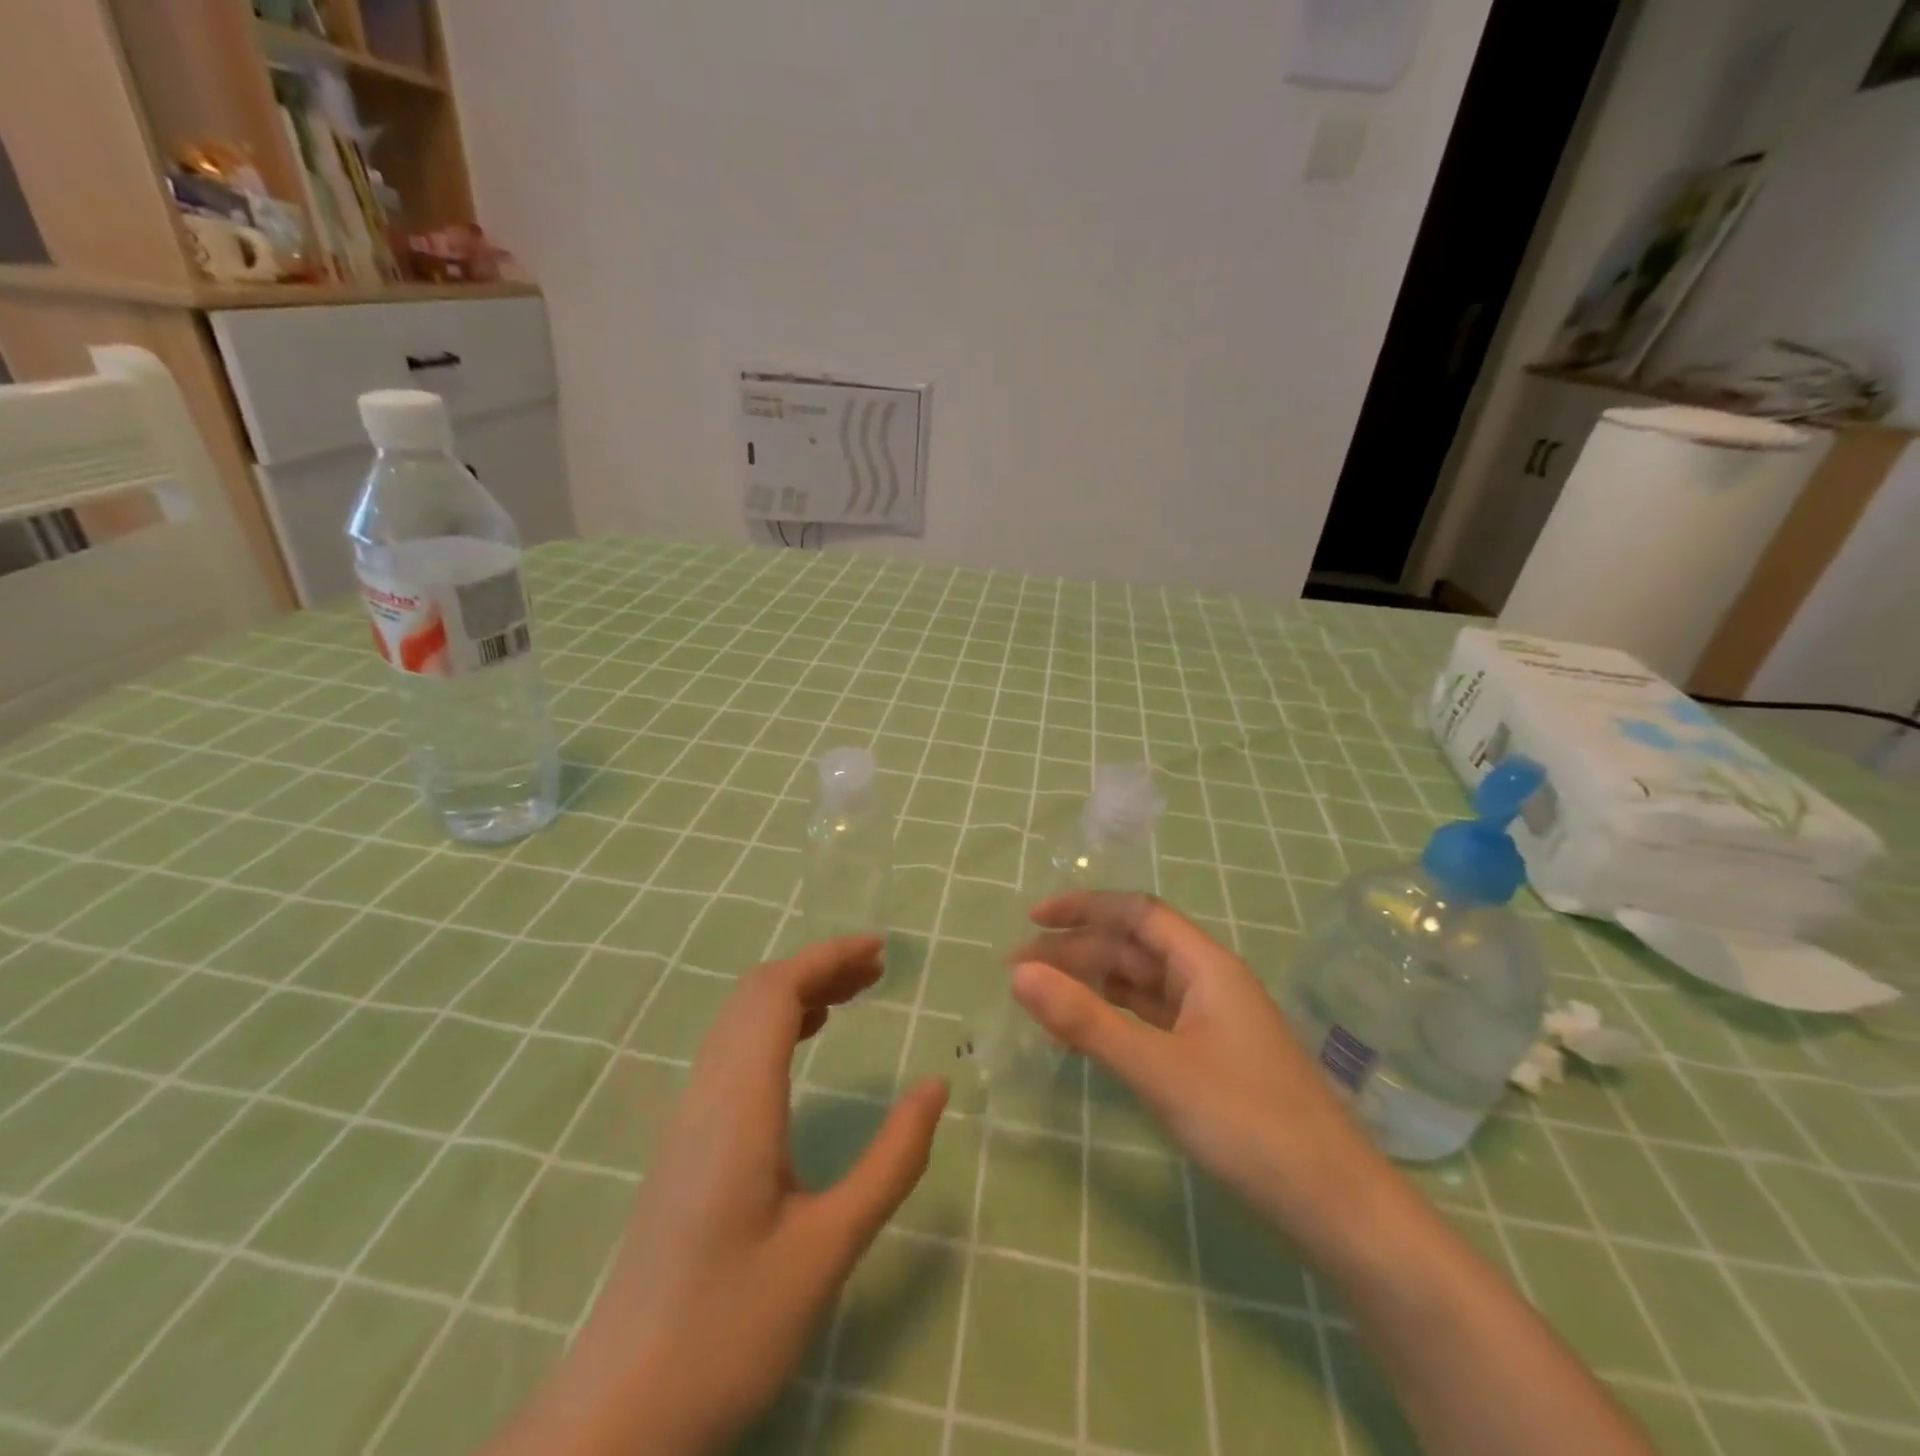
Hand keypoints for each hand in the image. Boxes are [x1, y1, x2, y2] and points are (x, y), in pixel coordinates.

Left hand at [488, 937, 948, 1455]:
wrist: (619, 1416)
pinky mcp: (685, 1144)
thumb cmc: (728, 1331)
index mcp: (738, 1106)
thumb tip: (937, 1086)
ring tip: (852, 995)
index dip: (827, 958)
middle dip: (817, 967)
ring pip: (738, 1021)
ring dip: (795, 993)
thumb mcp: (829, 1249)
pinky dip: (773, 1026)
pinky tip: (803, 1045)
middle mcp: (705, 1095)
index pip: (775, 993)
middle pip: (755, 994)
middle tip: (878, 970)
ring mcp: (687, 1119)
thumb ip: (890, 1162)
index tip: (882, 952)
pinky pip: (730, 1053)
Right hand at [1015, 895, 1654, 1455]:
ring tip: (1042, 995)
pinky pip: (1153, 1020)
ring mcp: (1214, 1023)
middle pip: (1136, 949)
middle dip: (1078, 951)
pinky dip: (1116, 1017)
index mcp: (1207, 966)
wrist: (1338, 1209)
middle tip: (1020, 970)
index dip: (1086, 907)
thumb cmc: (1250, 1124)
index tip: (1033, 920)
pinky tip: (1089, 1031)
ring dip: (1094, 984)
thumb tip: (1019, 973)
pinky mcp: (1213, 1060)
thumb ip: (1087, 1021)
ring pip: (1143, 986)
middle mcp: (1211, 983)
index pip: (1138, 913)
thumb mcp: (1159, 1070)